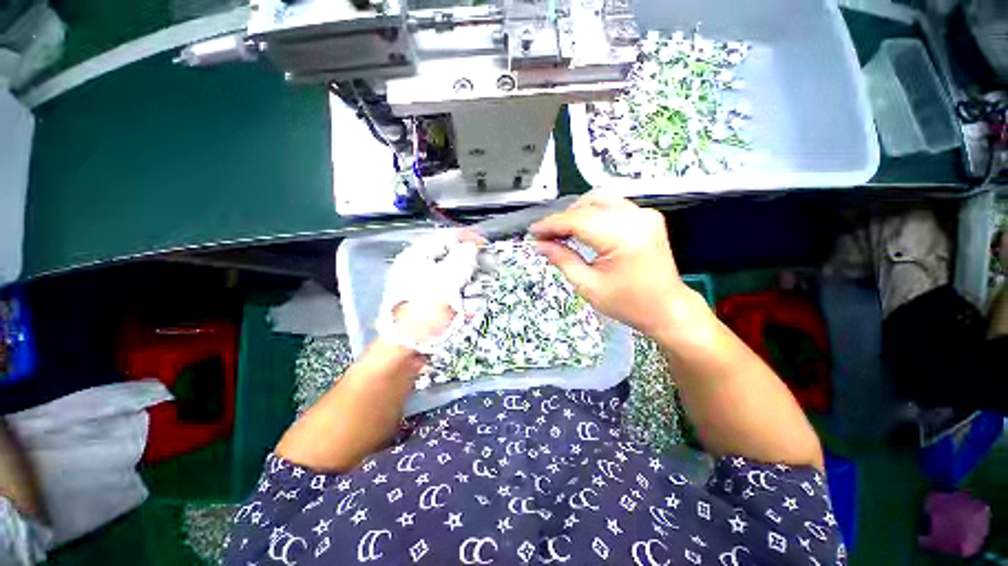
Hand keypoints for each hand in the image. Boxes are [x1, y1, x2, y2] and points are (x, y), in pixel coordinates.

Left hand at [378, 230, 481, 348]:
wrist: (406, 351)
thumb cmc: (424, 313)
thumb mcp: (445, 283)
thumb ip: (461, 260)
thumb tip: (471, 246)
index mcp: (418, 257)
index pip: (446, 237)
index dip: (467, 237)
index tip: (486, 244)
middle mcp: (421, 268)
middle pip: (453, 257)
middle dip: (471, 265)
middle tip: (486, 269)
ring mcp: (427, 286)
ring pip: (456, 276)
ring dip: (469, 285)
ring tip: (475, 296)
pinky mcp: (433, 302)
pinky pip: (454, 294)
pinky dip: (463, 300)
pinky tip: (467, 310)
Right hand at [531, 193, 697, 337]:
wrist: (667, 308)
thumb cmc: (628, 304)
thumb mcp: (589, 286)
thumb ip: (563, 260)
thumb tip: (540, 244)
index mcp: (623, 237)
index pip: (578, 220)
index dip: (551, 224)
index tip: (533, 232)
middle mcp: (636, 217)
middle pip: (587, 205)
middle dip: (562, 219)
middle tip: (545, 236)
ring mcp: (644, 214)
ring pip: (599, 199)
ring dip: (576, 213)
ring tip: (561, 232)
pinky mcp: (646, 216)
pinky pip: (611, 205)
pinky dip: (592, 213)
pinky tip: (581, 227)